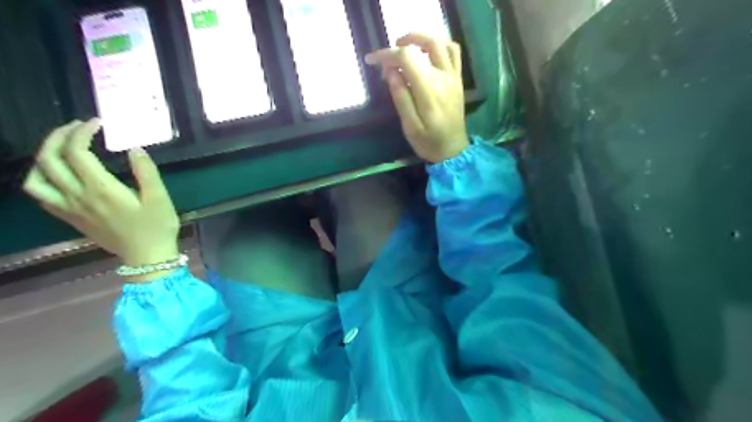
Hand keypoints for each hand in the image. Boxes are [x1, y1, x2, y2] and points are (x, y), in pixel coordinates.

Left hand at [23, 119, 179, 269]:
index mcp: (101, 190)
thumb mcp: (160, 199)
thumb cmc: (157, 227)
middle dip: (58, 137)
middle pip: (50, 160)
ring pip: (35, 178)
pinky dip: (42, 178)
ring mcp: (70, 208)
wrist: (147, 257)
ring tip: (62, 148)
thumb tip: (134, 148)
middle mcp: (78, 197)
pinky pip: (41, 196)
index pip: (77, 153)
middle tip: (77, 127)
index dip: (82, 132)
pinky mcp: (70, 218)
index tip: (97, 124)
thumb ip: (147, 172)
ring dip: (43, 157)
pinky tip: (59, 174)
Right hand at [365, 32, 467, 162]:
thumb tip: (390, 72)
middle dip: (402, 44)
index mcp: (429, 91)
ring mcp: (453, 77)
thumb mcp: (409, 127)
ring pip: (440, 43)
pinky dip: (439, 45)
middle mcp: (443, 78)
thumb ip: (401, 98)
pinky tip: (426, 53)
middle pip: (424, 45)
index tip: (372, 60)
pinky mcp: (457, 79)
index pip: (407, 59)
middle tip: (388, 54)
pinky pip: (453, 52)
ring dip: (421, 39)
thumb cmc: (428, 142)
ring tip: (405, 47)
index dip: (387, 55)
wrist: (453, 151)